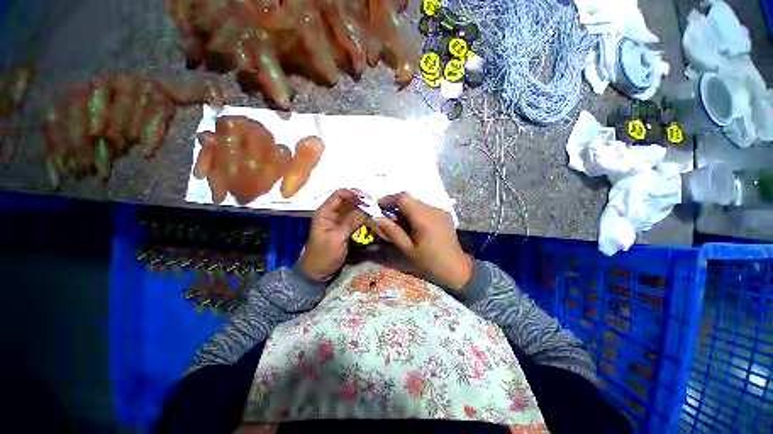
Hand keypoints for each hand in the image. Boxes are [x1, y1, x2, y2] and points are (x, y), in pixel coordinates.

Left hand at [299, 189, 366, 279]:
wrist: (317, 272)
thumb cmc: (323, 255)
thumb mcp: (336, 239)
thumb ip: (350, 223)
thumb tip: (365, 210)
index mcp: (325, 213)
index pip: (339, 195)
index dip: (353, 193)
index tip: (367, 198)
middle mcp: (332, 213)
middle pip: (348, 200)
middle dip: (361, 201)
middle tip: (375, 205)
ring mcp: (338, 220)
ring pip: (353, 209)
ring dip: (363, 209)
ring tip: (376, 211)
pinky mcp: (344, 228)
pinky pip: (355, 218)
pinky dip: (363, 217)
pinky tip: (371, 218)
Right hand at [375, 193, 472, 290]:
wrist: (457, 270)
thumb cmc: (430, 263)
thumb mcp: (407, 250)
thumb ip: (392, 232)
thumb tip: (376, 218)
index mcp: (424, 218)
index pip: (403, 198)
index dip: (388, 199)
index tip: (377, 207)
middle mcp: (433, 209)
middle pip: (410, 200)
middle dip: (395, 206)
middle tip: (386, 219)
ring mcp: (440, 211)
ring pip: (417, 204)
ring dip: (405, 211)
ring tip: (399, 225)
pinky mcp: (444, 215)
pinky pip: (425, 209)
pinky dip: (415, 213)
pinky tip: (413, 227)